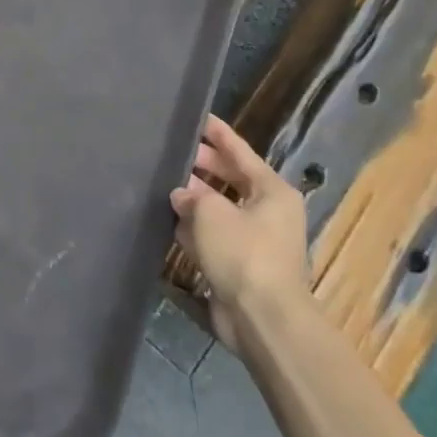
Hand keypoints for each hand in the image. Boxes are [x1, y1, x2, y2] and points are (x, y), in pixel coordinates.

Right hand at [170, 114, 309, 352]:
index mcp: (272, 191)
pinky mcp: (240, 266)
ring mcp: (255, 240)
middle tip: (173, 150)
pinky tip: (170, 221)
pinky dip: (195, 229)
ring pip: (220, 208)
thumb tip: (180, 195)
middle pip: (230, 178)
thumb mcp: (211, 213)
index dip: (218, 133)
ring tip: (164, 182)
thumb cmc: (243, 253)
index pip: (240, 152)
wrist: (263, 319)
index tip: (198, 117)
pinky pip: (214, 237)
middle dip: (203, 166)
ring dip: (195, 199)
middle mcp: (268, 211)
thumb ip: (191, 196)